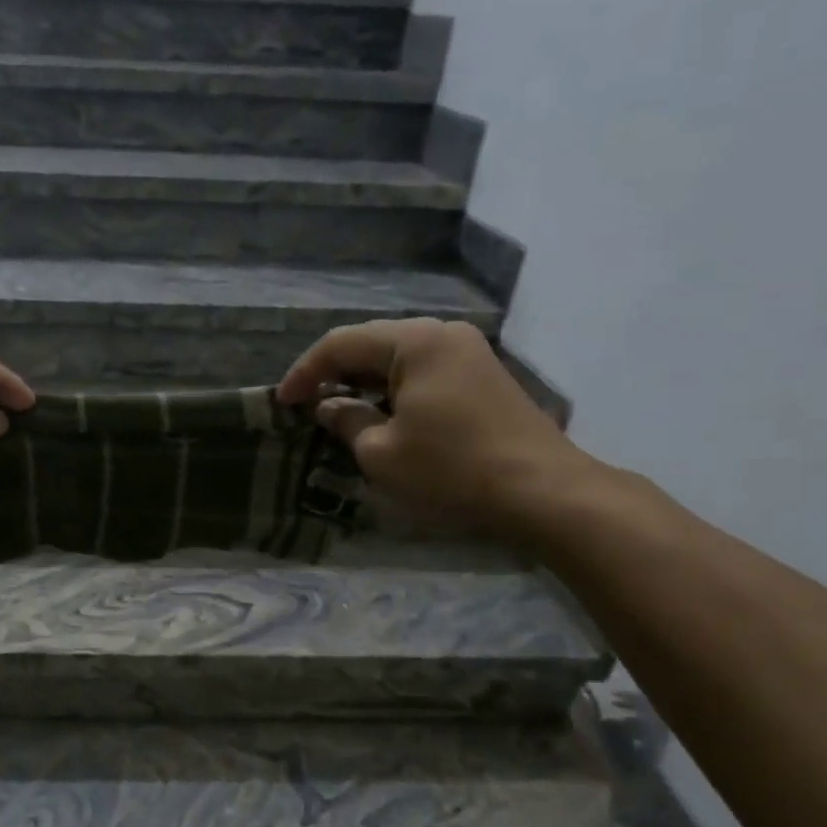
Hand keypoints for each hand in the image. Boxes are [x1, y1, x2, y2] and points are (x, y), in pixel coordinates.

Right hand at [277, 318, 600, 537]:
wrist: (543, 492)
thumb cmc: (452, 469)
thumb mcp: (381, 452)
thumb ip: (346, 420)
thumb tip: (327, 406)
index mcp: (415, 341)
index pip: (340, 344)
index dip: (304, 372)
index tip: (283, 403)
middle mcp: (442, 334)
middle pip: (370, 343)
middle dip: (333, 373)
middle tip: (306, 404)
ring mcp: (467, 352)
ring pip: (397, 357)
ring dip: (363, 381)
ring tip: (337, 410)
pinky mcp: (482, 375)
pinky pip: (422, 370)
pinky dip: (393, 388)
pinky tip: (381, 413)